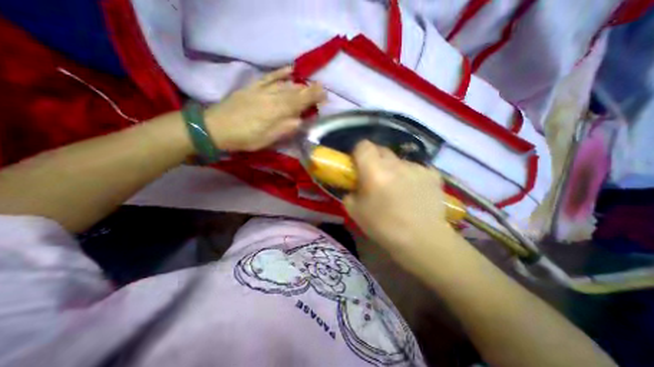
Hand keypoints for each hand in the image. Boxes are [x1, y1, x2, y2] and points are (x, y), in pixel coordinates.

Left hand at [203, 65, 327, 150]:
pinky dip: (280, 73)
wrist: (216, 127)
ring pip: (285, 84)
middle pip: (295, 91)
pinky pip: (269, 77)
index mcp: (278, 111)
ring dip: (299, 85)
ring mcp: (262, 90)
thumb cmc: (246, 138)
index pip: (301, 101)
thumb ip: (286, 129)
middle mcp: (273, 97)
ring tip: (309, 86)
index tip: (325, 96)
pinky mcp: (253, 87)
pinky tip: (290, 70)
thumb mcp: (268, 139)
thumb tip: (302, 120)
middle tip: (321, 91)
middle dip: (310, 90)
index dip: (314, 97)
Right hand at [343, 141, 458, 270]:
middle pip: (381, 149)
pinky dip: (410, 176)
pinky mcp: (432, 174)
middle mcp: (396, 163)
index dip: (359, 152)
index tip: (358, 165)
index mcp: (374, 171)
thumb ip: (349, 192)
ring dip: (393, 169)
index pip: (364, 145)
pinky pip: (415, 169)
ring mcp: (416, 167)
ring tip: (397, 188)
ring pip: (399, 160)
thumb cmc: (383, 227)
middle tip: (375, 176)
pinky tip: (414, 192)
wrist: (422, 241)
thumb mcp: (355, 211)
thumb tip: (354, 186)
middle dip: (375, 159)